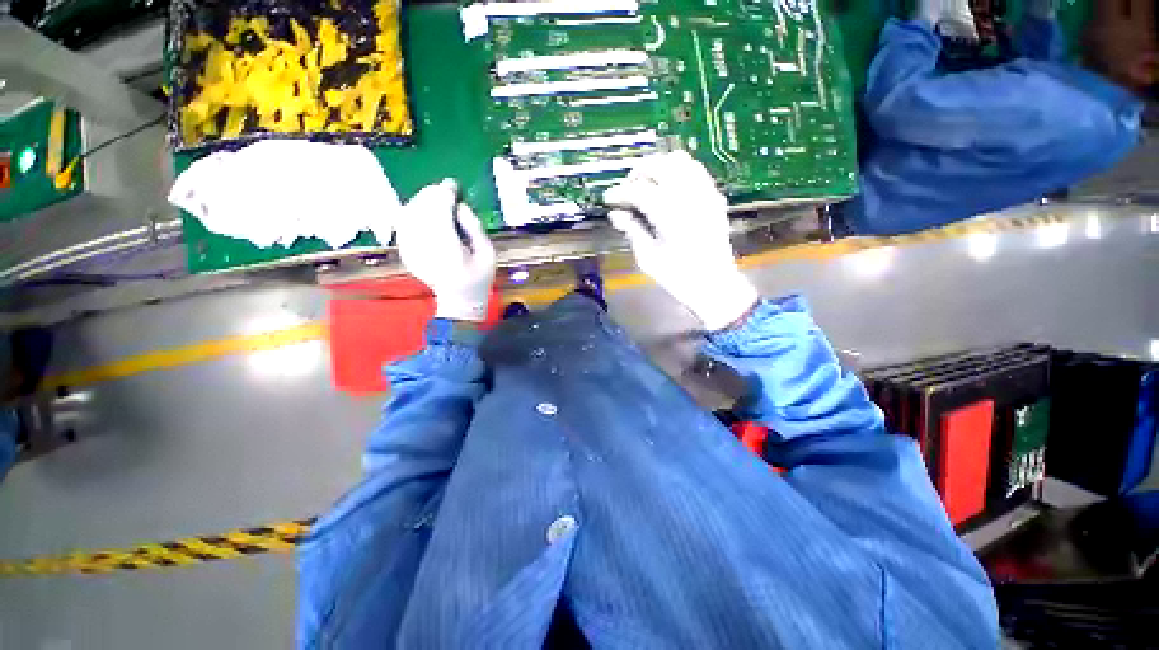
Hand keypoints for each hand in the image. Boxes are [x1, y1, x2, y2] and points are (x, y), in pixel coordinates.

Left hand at [396, 179, 495, 321]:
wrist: (459, 300)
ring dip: (422, 201)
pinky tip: (425, 211)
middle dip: (432, 195)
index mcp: (450, 253)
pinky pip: (404, 224)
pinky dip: (413, 212)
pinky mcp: (405, 252)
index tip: (453, 185)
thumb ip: (475, 228)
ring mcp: (412, 253)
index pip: (440, 215)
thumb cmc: (478, 278)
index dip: (445, 195)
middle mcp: (426, 251)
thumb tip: (459, 205)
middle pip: (421, 211)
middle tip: (446, 190)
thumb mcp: (488, 254)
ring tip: (437, 198)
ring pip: (409, 214)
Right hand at [603, 152, 757, 330]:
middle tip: (627, 188)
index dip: (620, 192)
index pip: (639, 190)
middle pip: (659, 165)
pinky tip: (668, 187)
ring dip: (658, 166)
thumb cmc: (678, 277)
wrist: (714, 285)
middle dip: (638, 172)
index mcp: (669, 215)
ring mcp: (705, 194)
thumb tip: (616, 214)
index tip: (608, 198)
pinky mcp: (714, 197)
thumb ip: (632, 231)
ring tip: (646, 183)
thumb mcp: (648, 258)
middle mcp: (689, 196)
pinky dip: (677, 171)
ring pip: (680, 160)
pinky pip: (696, 170)